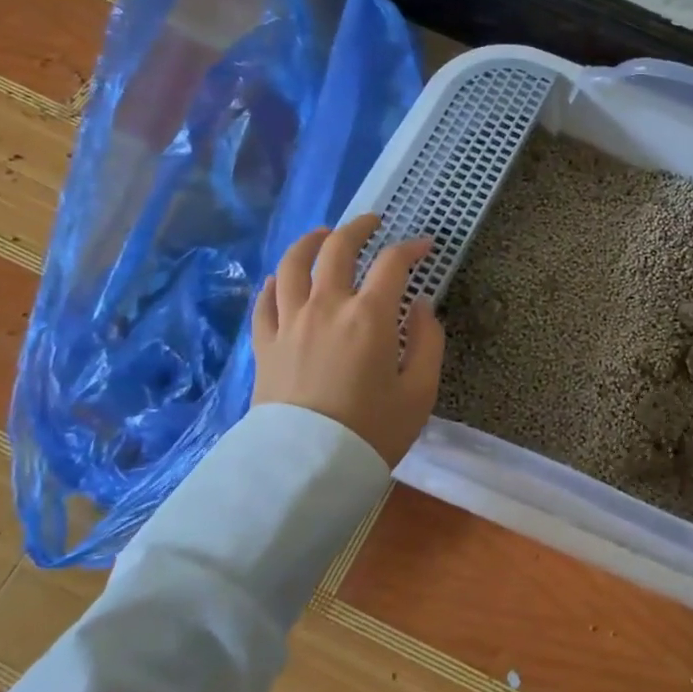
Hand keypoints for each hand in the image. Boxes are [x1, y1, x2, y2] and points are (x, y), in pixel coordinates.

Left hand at [250, 214, 445, 467]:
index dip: (412, 248)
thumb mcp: (420, 391)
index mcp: (370, 316)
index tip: (425, 247)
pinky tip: (283, 280)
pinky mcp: (265, 344)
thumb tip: (421, 307)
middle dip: (359, 228)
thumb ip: (428, 341)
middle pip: (337, 248)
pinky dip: (275, 282)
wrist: (307, 468)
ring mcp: (290, 322)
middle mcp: (327, 306)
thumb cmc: (374, 431)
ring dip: (310, 241)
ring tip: (322, 235)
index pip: (393, 264)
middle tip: (373, 223)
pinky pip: (264, 300)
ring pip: (292, 264)